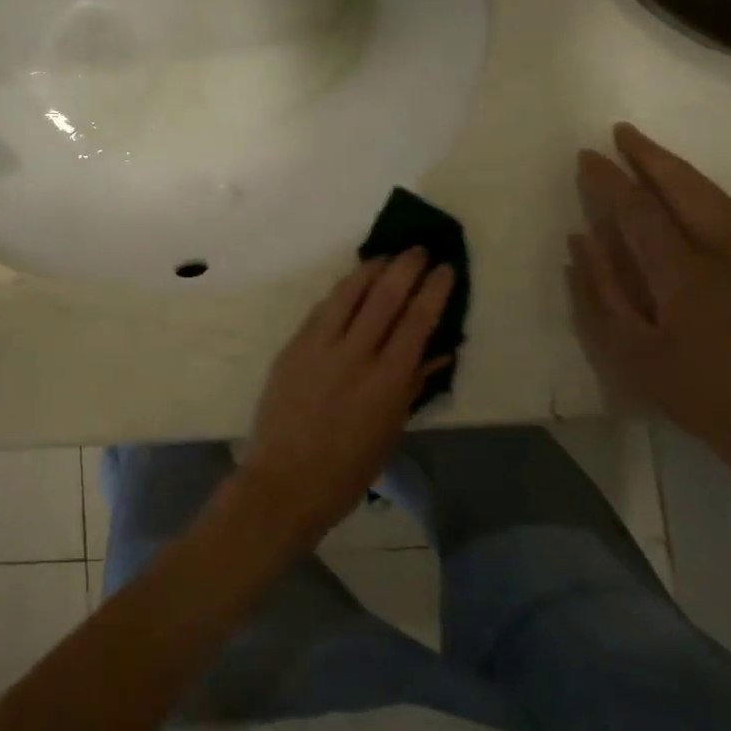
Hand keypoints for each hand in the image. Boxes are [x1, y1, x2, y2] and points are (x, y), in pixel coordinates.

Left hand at [235, 251, 454, 550]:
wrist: (285, 480)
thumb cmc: (348, 469)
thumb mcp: (391, 431)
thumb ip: (413, 385)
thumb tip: (438, 350)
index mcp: (387, 382)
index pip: (417, 322)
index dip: (434, 290)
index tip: (446, 268)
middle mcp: (355, 355)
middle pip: (385, 297)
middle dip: (406, 267)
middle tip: (419, 249)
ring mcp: (319, 346)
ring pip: (349, 293)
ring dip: (372, 268)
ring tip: (388, 255)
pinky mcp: (294, 345)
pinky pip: (323, 308)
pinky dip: (342, 290)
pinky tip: (353, 282)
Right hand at [567, 123, 730, 461]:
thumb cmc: (692, 389)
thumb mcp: (629, 349)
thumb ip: (601, 289)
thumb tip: (581, 237)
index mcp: (684, 274)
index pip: (640, 211)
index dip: (610, 181)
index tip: (586, 156)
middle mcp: (722, 254)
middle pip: (685, 189)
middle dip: (650, 157)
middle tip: (619, 132)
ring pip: (712, 194)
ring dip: (677, 168)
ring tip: (646, 149)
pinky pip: (729, 209)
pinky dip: (702, 187)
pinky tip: (686, 187)